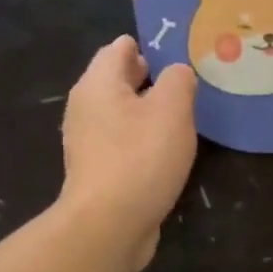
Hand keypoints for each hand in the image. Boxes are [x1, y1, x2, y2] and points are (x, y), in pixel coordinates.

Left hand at [58, 36, 197, 270]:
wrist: (108, 225)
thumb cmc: (141, 159)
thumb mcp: (172, 110)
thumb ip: (178, 81)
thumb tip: (177, 73)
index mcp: (98, 83)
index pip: (120, 48)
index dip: (150, 46)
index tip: (181, 55)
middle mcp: (85, 107)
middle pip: (118, 81)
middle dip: (149, 78)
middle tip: (187, 85)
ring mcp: (87, 142)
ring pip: (120, 114)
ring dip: (147, 112)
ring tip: (181, 119)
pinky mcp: (96, 171)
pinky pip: (121, 143)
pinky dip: (141, 140)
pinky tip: (164, 153)